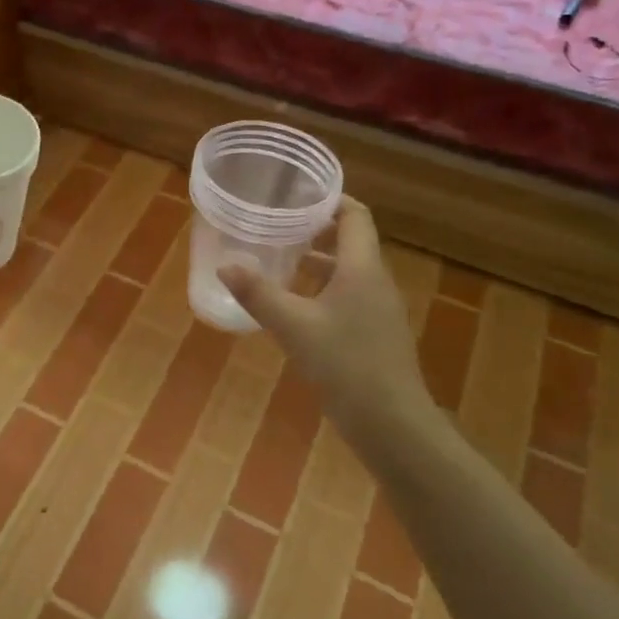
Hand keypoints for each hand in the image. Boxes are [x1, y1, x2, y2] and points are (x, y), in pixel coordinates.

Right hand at [218, 199, 439, 438]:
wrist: (392, 423)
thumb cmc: (345, 364)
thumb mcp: (293, 327)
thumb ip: (258, 294)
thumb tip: (226, 265)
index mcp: (361, 269)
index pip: (355, 216)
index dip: (331, 200)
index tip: (298, 194)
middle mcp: (375, 282)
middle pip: (351, 242)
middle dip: (317, 230)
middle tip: (278, 225)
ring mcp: (380, 310)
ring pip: (349, 272)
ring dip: (319, 262)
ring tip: (282, 260)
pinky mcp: (376, 334)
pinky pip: (350, 297)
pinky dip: (324, 290)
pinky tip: (297, 307)